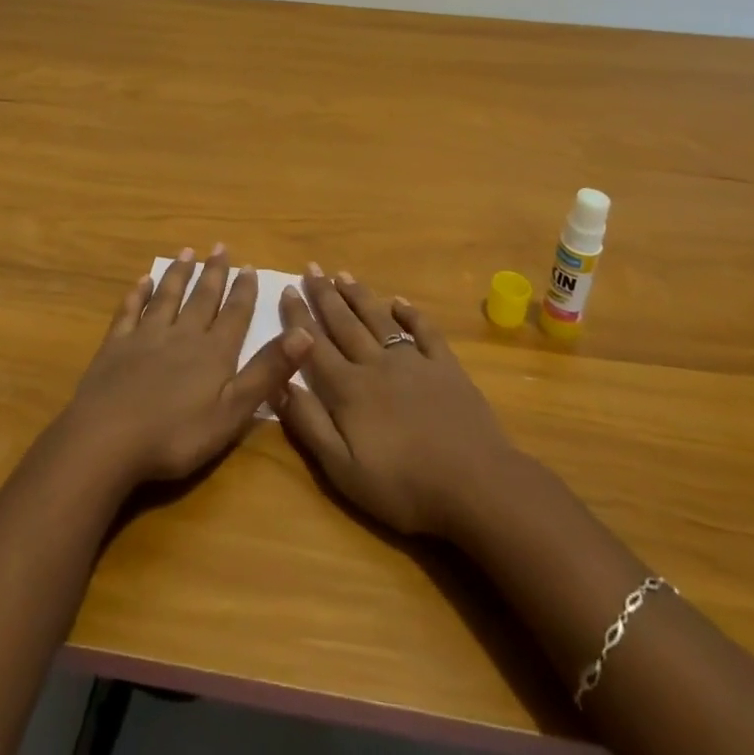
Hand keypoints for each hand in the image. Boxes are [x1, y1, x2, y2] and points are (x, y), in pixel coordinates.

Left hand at [59, 245, 311, 489]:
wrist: (107, 439)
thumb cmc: (176, 435)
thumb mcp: (233, 412)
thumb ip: (267, 372)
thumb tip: (305, 332)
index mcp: (213, 353)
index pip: (234, 314)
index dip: (244, 291)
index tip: (249, 266)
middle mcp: (182, 335)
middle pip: (202, 298)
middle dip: (213, 273)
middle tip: (220, 247)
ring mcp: (146, 337)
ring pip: (167, 297)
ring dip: (179, 274)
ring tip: (187, 253)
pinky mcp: (115, 345)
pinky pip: (129, 311)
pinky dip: (137, 294)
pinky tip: (142, 281)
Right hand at [275, 266, 517, 536]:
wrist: (475, 485)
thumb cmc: (403, 486)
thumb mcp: (343, 469)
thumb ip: (310, 424)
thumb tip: (278, 383)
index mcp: (349, 389)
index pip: (314, 346)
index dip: (298, 318)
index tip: (286, 290)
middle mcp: (376, 365)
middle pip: (344, 324)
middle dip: (324, 295)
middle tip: (311, 268)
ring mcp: (413, 362)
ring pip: (378, 320)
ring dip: (359, 295)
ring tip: (342, 274)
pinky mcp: (445, 367)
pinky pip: (424, 330)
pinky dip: (410, 313)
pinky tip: (399, 301)